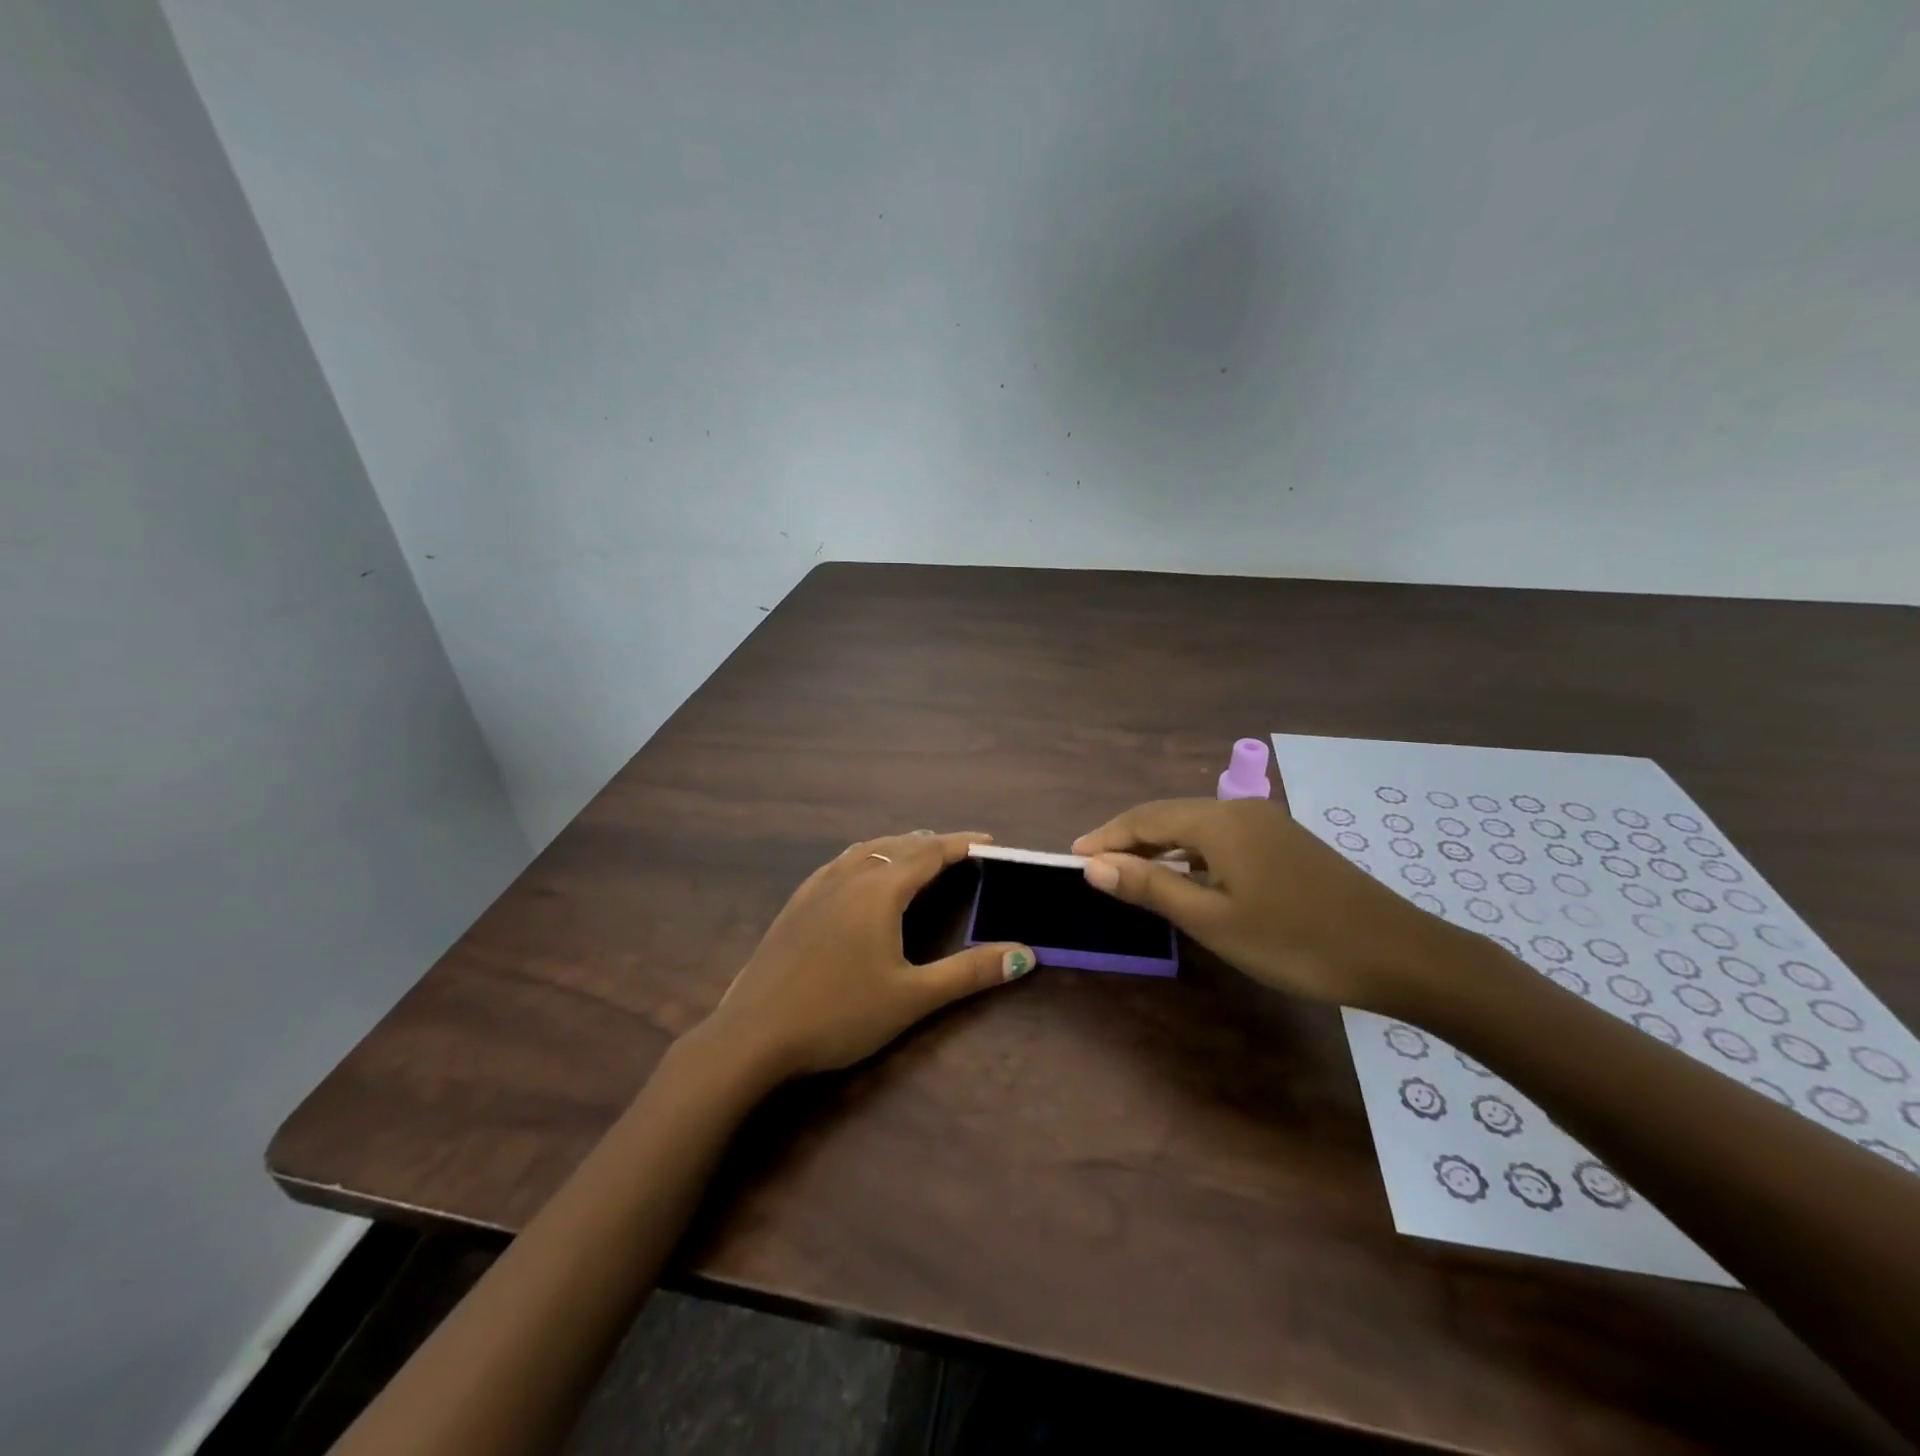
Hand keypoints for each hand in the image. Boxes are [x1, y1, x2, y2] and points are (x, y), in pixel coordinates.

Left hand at [699, 831, 1033, 1080]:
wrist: (753, 1035)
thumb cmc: (839, 1014)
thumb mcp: (912, 998)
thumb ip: (969, 972)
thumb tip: (1025, 954)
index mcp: (879, 891)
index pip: (930, 854)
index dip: (962, 844)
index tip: (990, 841)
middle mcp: (848, 877)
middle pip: (898, 846)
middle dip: (934, 843)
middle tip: (963, 851)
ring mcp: (816, 888)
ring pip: (865, 850)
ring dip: (898, 846)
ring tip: (918, 852)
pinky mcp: (795, 905)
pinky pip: (839, 864)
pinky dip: (865, 857)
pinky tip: (859, 872)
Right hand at [1071, 798, 1466, 1011]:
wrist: (1399, 955)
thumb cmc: (1295, 942)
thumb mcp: (1213, 920)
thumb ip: (1150, 887)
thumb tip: (1094, 865)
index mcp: (1219, 822)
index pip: (1144, 819)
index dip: (1105, 837)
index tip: (1072, 858)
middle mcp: (1240, 810)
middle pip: (1169, 816)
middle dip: (1128, 839)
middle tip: (1094, 867)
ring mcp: (1267, 824)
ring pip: (1196, 827)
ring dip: (1159, 847)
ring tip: (1129, 873)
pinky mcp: (1285, 843)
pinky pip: (1221, 838)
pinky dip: (1191, 854)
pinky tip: (1186, 878)